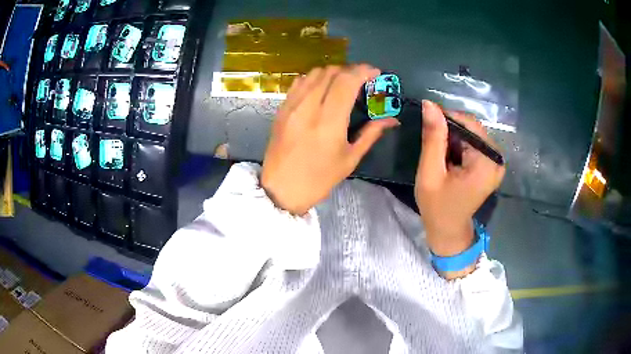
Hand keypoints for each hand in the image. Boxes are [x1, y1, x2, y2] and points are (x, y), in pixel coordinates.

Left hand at [261, 65, 399, 214]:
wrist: (280, 189)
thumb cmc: (319, 179)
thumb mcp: (349, 159)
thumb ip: (371, 133)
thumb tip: (392, 119)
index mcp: (329, 121)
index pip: (347, 81)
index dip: (364, 71)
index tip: (375, 73)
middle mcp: (309, 107)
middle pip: (332, 72)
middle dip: (351, 70)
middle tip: (362, 80)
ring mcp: (292, 105)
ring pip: (315, 73)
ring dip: (333, 72)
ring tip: (343, 83)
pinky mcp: (282, 108)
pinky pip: (300, 82)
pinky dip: (315, 78)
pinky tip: (322, 89)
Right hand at [415, 101, 504, 257]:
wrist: (449, 229)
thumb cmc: (437, 206)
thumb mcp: (430, 172)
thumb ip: (433, 138)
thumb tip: (430, 104)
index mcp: (487, 162)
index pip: (469, 124)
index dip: (446, 119)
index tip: (428, 125)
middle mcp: (497, 158)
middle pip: (472, 128)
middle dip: (450, 130)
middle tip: (433, 146)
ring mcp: (497, 161)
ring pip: (473, 133)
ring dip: (454, 138)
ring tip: (441, 155)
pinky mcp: (493, 164)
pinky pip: (476, 142)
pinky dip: (461, 145)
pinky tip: (451, 158)